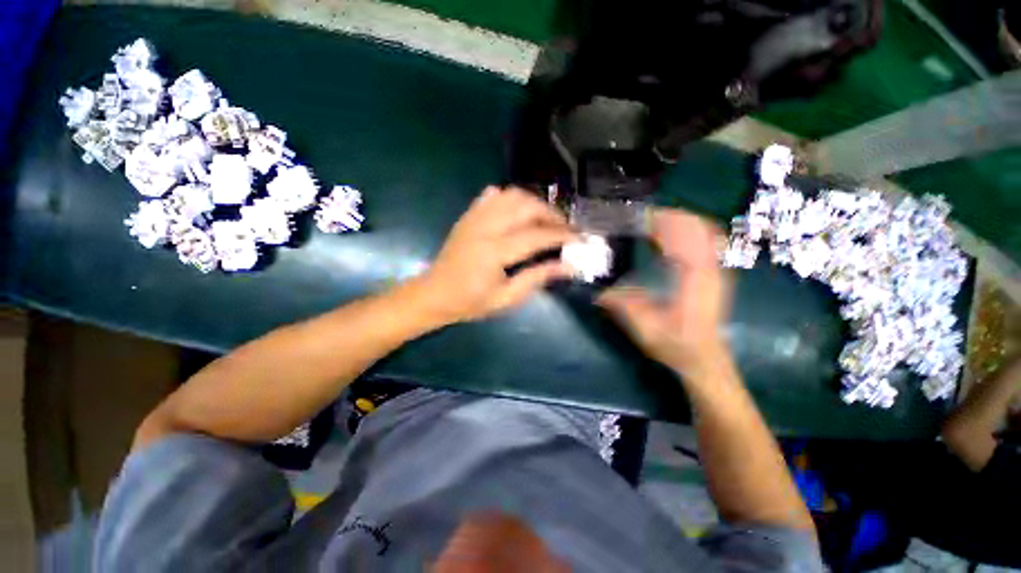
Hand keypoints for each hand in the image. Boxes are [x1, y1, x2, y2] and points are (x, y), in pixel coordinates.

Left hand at [417, 186, 575, 323]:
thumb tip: (568, 266)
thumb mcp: (506, 299)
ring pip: (511, 195)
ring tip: (544, 219)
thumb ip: (537, 279)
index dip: (561, 235)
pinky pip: (492, 195)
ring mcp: (474, 218)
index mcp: (494, 252)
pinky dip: (510, 198)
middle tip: (564, 228)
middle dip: (551, 214)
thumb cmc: (470, 302)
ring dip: (534, 203)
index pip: (536, 236)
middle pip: (526, 206)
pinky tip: (517, 212)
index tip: (580, 237)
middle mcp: (485, 228)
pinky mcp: (468, 216)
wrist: (434, 294)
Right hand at [599, 208, 730, 374]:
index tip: (638, 218)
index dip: (661, 222)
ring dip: (679, 221)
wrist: (704, 359)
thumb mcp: (644, 327)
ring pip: (705, 230)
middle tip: (640, 217)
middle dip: (668, 217)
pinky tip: (672, 235)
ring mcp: (717, 268)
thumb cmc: (676, 344)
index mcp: (695, 278)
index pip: (684, 236)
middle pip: (697, 226)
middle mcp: (711, 267)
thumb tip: (597, 292)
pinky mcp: (715, 272)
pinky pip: (708, 240)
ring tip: (652, 221)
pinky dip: (689, 231)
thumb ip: (622, 306)